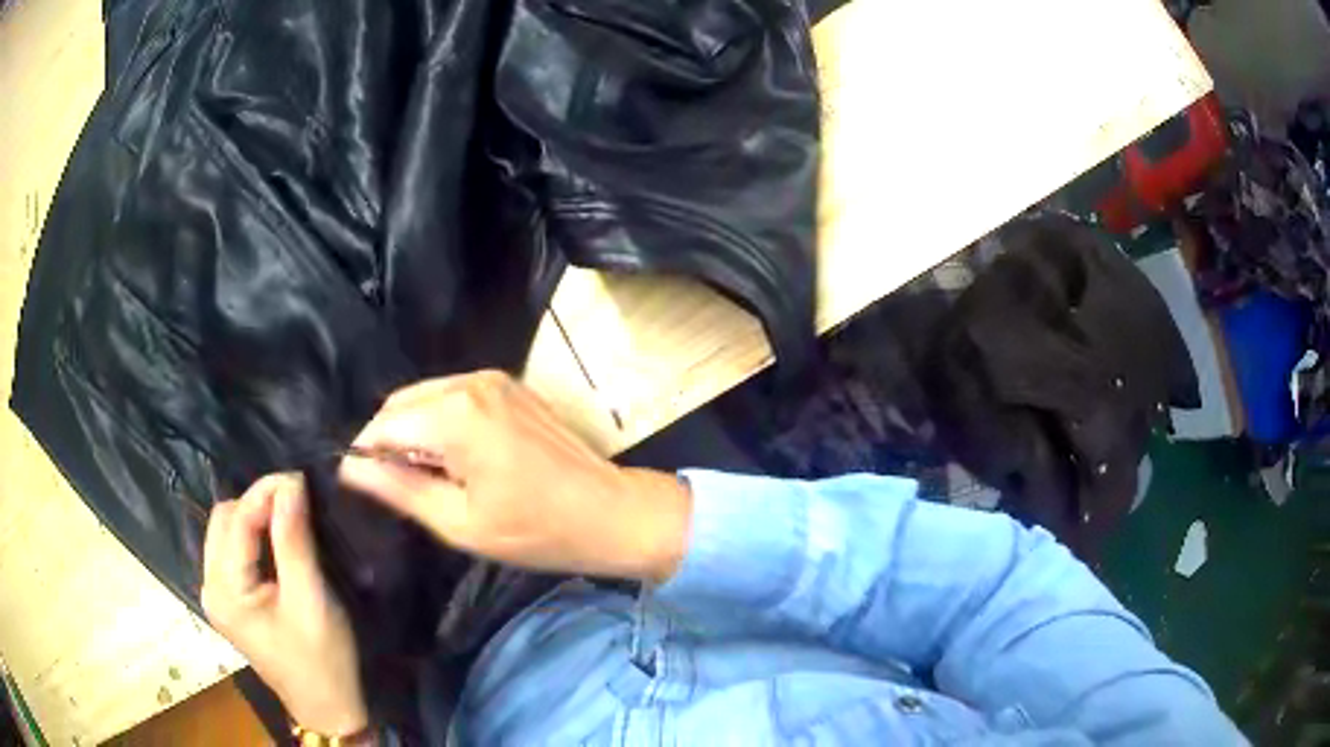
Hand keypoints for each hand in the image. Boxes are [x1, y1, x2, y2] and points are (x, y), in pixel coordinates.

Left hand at [202, 474, 367, 735]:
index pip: (236, 519)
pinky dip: (253, 535)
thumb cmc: (323, 658)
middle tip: (298, 500)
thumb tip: (291, 482)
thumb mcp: (311, 599)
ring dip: (255, 516)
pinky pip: (232, 549)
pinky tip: (276, 539)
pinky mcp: (228, 599)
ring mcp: (216, 594)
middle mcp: (210, 586)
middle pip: (224, 519)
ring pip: (226, 530)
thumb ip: (294, 539)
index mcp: (225, 591)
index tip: (301, 477)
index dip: (266, 491)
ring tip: (290, 517)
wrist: (327, 706)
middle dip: (258, 501)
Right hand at [338, 370, 691, 582]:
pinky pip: (454, 395)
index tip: (367, 486)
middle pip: (401, 403)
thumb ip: (399, 489)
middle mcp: (470, 383)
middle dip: (389, 440)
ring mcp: (494, 379)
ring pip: (426, 397)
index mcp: (455, 415)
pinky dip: (441, 421)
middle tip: (402, 487)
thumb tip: (350, 469)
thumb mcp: (459, 522)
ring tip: (431, 477)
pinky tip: (457, 458)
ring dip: (415, 430)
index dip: (365, 454)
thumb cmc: (535, 530)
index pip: (382, 423)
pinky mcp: (510, 385)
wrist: (610, 513)